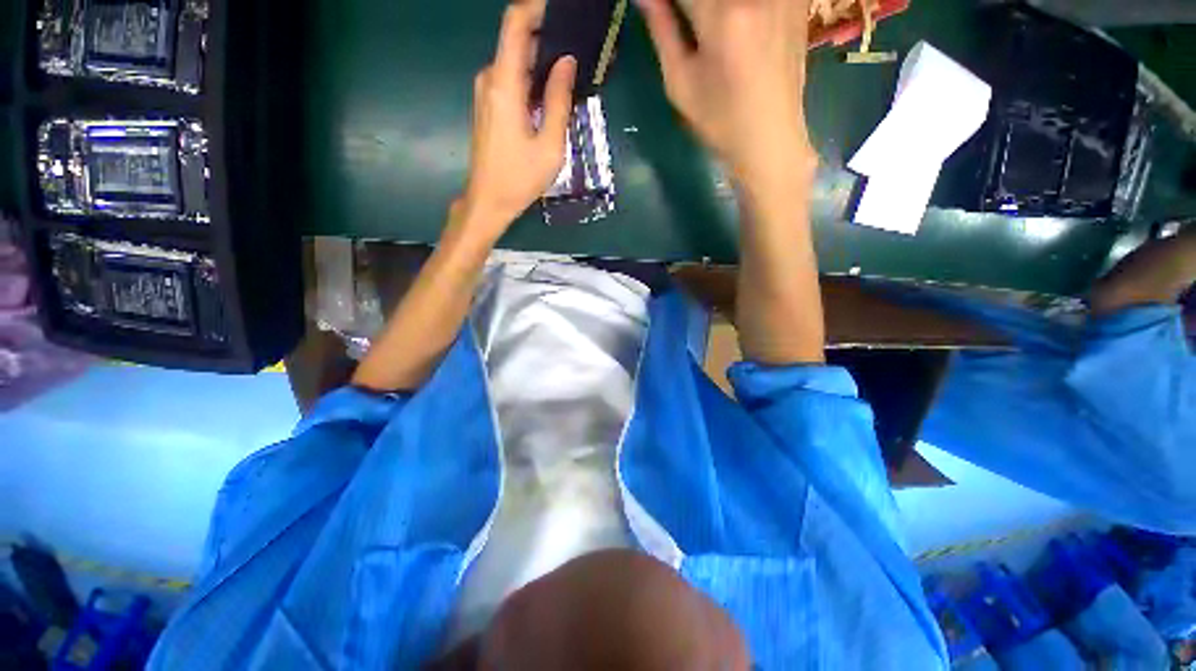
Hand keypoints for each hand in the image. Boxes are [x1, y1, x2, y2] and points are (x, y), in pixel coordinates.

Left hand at [457, 2, 577, 239]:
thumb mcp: (549, 145)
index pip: (515, 23)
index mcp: (504, 84)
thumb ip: (558, 100)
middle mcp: (490, 79)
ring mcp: (487, 92)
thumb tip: (567, 61)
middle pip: (518, 40)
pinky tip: (552, 95)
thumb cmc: (520, 178)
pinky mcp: (489, 105)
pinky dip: (533, 80)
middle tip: (580, 52)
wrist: (489, 201)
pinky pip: (512, 80)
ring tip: (572, 75)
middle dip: (549, 38)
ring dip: (543, 63)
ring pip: (517, 62)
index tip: (565, 13)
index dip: (538, 8)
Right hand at [637, 0, 816, 186]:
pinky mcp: (797, 1)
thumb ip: (662, 31)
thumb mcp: (680, 84)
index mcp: (722, 16)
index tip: (659, 11)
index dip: (665, 1)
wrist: (770, 139)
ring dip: (711, 10)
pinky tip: (734, 28)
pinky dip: (736, 12)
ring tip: (703, 30)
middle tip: (683, 23)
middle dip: (692, 5)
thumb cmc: (719, 121)